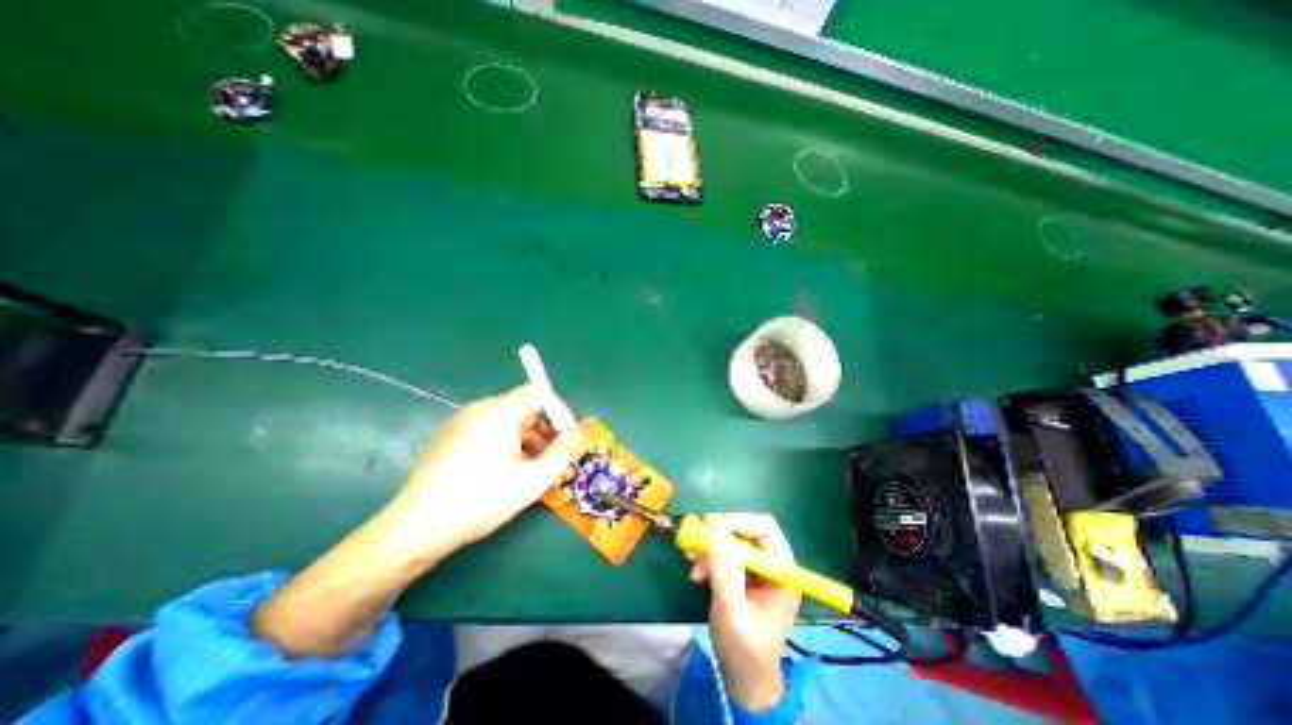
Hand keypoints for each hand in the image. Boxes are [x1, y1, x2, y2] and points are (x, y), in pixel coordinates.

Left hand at [389, 385, 580, 554]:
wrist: (417, 528)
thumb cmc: (481, 498)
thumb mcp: (533, 478)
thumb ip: (563, 452)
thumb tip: (579, 434)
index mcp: (500, 410)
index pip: (540, 393)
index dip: (560, 412)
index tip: (569, 438)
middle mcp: (480, 409)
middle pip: (525, 407)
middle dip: (547, 430)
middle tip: (557, 459)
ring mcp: (463, 423)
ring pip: (509, 422)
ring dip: (530, 441)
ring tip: (537, 471)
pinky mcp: (452, 439)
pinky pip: (491, 433)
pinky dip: (509, 446)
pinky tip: (511, 473)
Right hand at [685, 513, 798, 708]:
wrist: (743, 677)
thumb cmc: (745, 649)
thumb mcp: (732, 611)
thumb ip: (725, 571)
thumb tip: (715, 530)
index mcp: (782, 571)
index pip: (765, 528)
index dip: (738, 521)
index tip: (710, 525)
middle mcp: (772, 563)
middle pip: (746, 530)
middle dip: (719, 535)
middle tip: (695, 539)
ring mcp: (757, 568)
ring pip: (732, 539)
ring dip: (710, 545)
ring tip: (690, 559)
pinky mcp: (743, 573)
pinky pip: (724, 552)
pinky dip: (708, 556)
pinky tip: (696, 571)